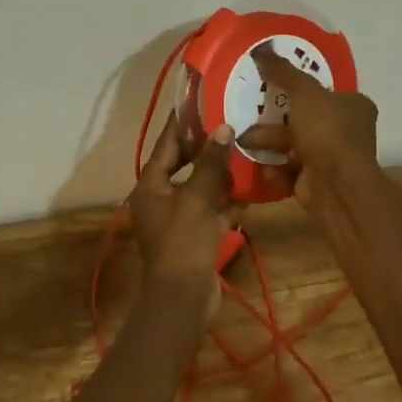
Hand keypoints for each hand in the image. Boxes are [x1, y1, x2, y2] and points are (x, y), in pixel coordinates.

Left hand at [127, 116, 237, 314]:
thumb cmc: (184, 242)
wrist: (183, 300)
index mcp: (151, 186)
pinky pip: (212, 211)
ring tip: (245, 153)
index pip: (166, 145)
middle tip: (230, 125)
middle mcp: (161, 199)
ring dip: (221, 175)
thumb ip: (211, 163)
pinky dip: (227, 203)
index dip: (182, 124)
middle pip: (184, 166)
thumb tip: (222, 128)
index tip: (199, 102)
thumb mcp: (198, 198)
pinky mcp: (195, 237)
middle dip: (207, 149)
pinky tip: (250, 192)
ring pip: (201, 188)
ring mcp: (178, 220)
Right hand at [243, 42, 379, 211]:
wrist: (337, 187)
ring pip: (293, 145)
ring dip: (269, 142)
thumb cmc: (326, 131)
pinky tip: (260, 165)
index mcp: (353, 106)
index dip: (300, 86)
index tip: (272, 84)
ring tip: (243, 139)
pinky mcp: (317, 182)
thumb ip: (282, 71)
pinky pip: (290, 170)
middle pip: (305, 118)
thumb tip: (261, 48)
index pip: (325, 90)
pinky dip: (275, 168)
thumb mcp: (303, 92)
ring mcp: (332, 159)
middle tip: (249, 112)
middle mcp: (347, 131)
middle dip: (276, 118)